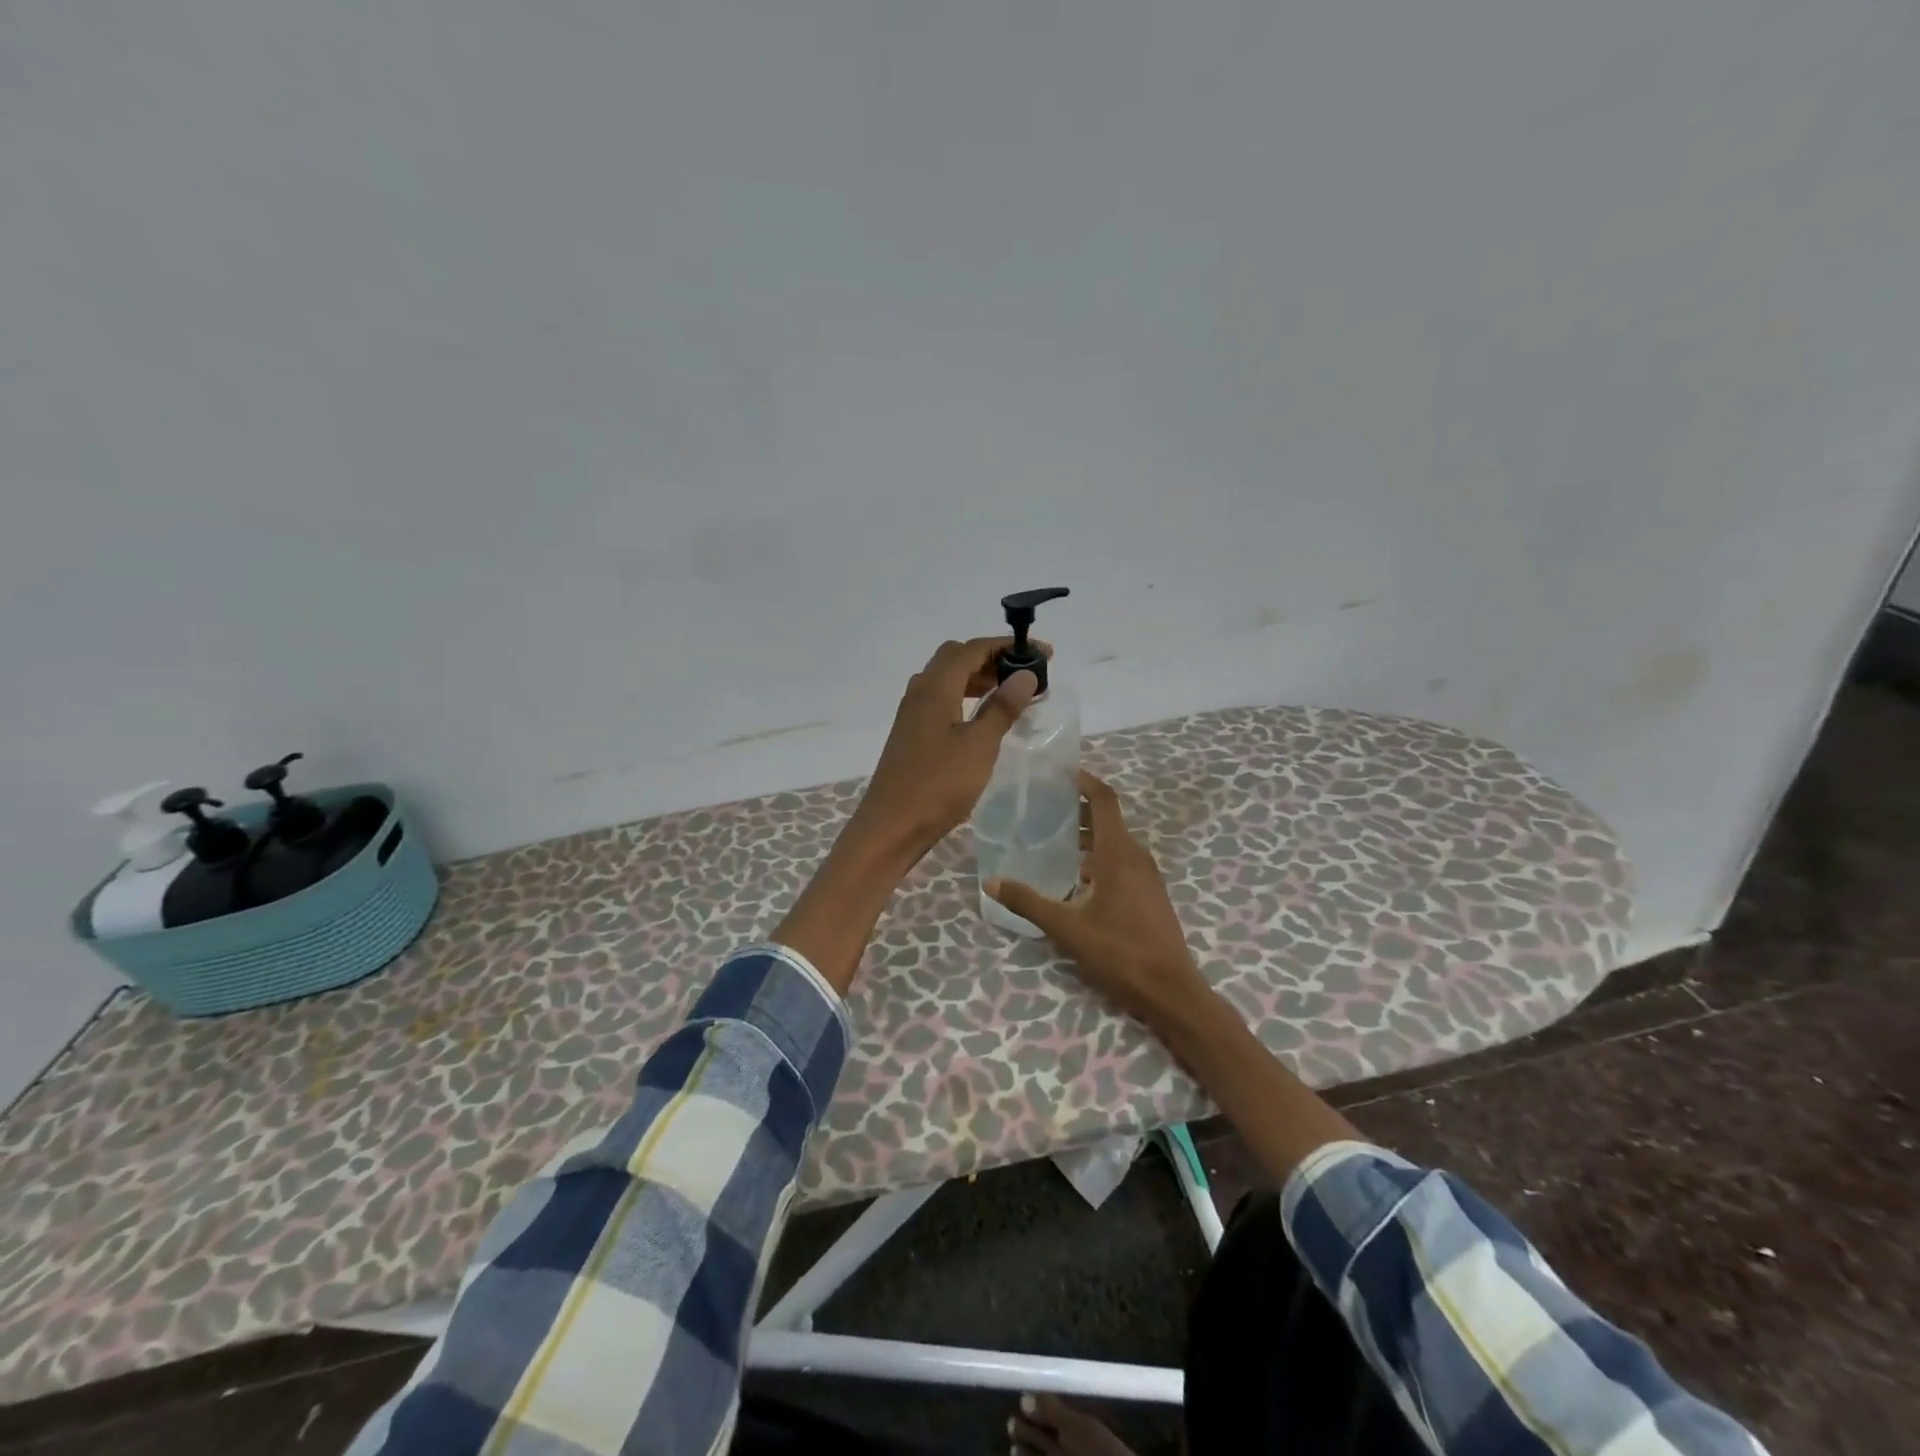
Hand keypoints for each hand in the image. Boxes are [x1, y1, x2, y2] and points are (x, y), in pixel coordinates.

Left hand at [845, 637, 1040, 861]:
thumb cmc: (938, 784)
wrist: (892, 825)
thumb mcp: (979, 746)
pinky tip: (982, 717)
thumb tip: (1025, 674)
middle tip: (1024, 674)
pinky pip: (941, 699)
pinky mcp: (912, 732)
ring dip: (978, 678)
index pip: (973, 649)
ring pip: (947, 679)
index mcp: (936, 687)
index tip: (1043, 653)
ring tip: (1010, 693)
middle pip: (957, 658)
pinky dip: (965, 696)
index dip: (1007, 646)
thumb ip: (1002, 708)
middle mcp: (920, 691)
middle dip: (992, 658)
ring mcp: (912, 712)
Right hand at [985, 770, 1211, 1026]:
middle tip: (1042, 805)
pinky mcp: (1149, 892)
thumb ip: (1029, 902)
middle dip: (1077, 807)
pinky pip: (1122, 859)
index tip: (1059, 772)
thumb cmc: (1120, 952)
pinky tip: (1075, 875)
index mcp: (1119, 854)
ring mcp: (1147, 875)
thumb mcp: (1067, 928)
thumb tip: (991, 881)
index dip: (1084, 781)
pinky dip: (1098, 854)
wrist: (1171, 990)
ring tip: (1052, 836)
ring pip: (1115, 840)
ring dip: (1087, 832)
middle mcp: (1136, 856)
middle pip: (1107, 818)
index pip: (1104, 801)